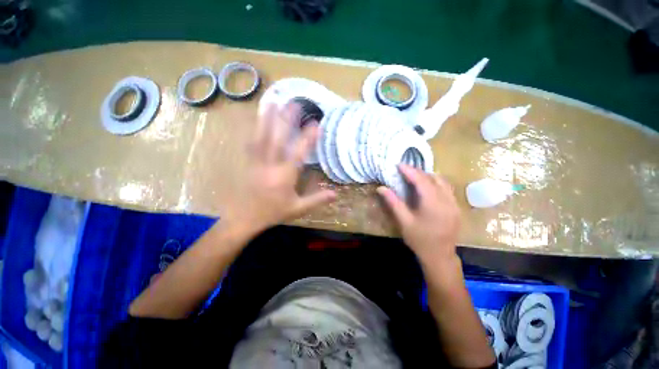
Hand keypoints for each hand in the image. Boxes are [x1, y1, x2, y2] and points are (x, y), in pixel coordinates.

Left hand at [225, 103, 335, 231]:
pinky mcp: (249, 163)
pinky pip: (251, 143)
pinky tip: (257, 119)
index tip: (316, 124)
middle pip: (278, 139)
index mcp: (285, 176)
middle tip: (294, 103)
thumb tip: (335, 194)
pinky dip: (254, 129)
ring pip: (261, 137)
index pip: (299, 153)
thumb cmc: (273, 212)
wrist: (245, 218)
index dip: (308, 138)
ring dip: (267, 119)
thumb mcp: (298, 209)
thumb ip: (317, 200)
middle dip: (286, 120)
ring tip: (272, 102)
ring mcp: (257, 162)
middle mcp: (270, 165)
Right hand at [377, 165, 459, 263]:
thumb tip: (381, 188)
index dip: (409, 171)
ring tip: (415, 176)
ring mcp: (454, 204)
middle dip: (418, 172)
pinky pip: (447, 189)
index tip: (399, 164)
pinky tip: (427, 187)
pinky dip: (436, 183)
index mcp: (433, 203)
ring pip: (443, 182)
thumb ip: (393, 202)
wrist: (439, 257)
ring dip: (428, 176)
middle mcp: (447, 200)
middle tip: (405, 170)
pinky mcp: (456, 208)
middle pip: (433, 178)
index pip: (421, 180)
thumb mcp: (404, 221)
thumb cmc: (419, 239)